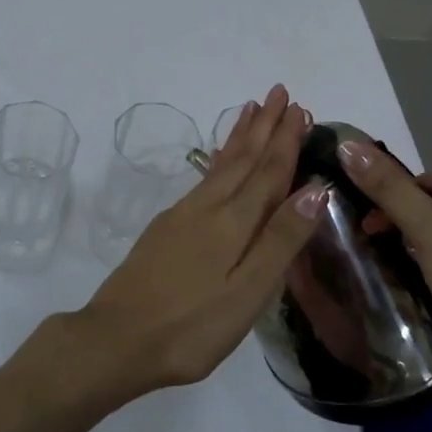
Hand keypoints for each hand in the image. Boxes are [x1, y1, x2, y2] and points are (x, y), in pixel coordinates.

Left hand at [68, 85, 325, 401]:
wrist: (116, 338)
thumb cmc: (191, 327)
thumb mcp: (246, 293)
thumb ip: (280, 241)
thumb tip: (315, 189)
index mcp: (233, 223)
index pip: (268, 172)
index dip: (285, 141)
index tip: (299, 108)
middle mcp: (207, 208)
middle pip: (242, 159)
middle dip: (264, 126)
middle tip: (279, 92)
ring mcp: (182, 216)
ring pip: (220, 165)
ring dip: (240, 137)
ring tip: (250, 109)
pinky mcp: (166, 228)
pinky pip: (203, 180)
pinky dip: (218, 160)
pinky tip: (219, 161)